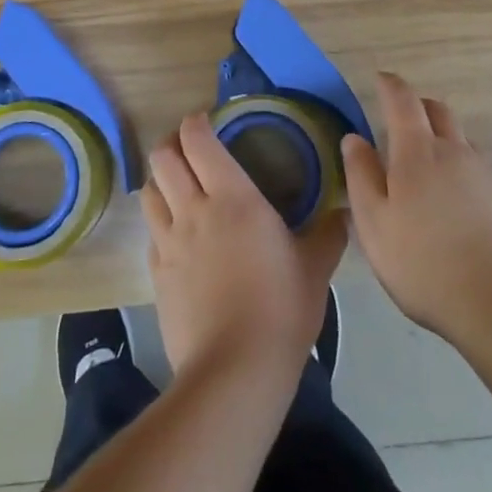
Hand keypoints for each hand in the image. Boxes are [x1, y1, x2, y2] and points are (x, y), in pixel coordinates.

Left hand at [142, 112, 347, 385]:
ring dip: (160, 181)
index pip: (198, 140)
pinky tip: (177, 236)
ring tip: (178, 186)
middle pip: (163, 158)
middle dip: (172, 145)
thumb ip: (328, 234)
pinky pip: (151, 234)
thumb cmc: (281, 307)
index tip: (207, 120)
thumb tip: (342, 214)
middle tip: (190, 149)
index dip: (196, 123)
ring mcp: (169, 243)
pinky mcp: (157, 275)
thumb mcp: (315, 268)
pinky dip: (160, 223)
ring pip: (149, 192)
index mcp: (232, 196)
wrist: (235, 371)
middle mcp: (193, 210)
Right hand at [343, 71, 491, 344]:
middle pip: (438, 111)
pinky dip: (463, 174)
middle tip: (402, 119)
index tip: (381, 79)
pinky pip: (480, 173)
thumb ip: (361, 176)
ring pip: (461, 142)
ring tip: (427, 169)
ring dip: (443, 140)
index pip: (403, 101)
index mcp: (418, 152)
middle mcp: (455, 152)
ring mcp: (487, 175)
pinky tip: (457, 208)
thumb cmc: (424, 264)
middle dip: (419, 106)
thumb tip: (354, 138)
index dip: (390, 85)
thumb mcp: (374, 224)